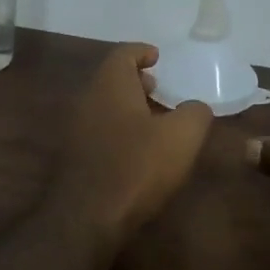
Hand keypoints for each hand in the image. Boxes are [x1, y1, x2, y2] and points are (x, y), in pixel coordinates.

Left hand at [52, 43, 212, 240]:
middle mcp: (87, 100)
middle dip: (136, 81)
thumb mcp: (182, 136)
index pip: (123, 54)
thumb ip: (195, 113)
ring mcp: (75, 130)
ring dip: (128, 107)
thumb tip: (196, 107)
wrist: (87, 218)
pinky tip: (137, 151)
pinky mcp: (73, 158)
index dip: (142, 51)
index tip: (158, 57)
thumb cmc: (137, 167)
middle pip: (111, 79)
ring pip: (104, 106)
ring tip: (155, 121)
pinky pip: (99, 131)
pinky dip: (119, 130)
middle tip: (160, 89)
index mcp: (110, 85)